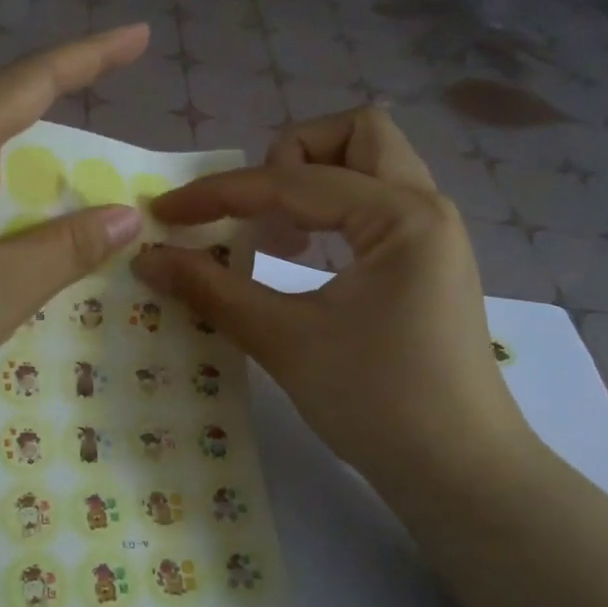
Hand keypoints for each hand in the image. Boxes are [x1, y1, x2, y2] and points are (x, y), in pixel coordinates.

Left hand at [0, 26, 148, 432]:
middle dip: (72, 121)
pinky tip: (44, 248)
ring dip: (49, 183)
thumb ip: (66, 248)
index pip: (30, 83)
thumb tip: (126, 216)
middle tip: (128, 140)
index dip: (89, 55)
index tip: (139, 35)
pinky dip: (23, 222)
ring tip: (102, 197)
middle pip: (12, 122)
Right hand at [132, 107, 536, 497]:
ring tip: (278, 236)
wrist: (458, 472)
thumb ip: (214, 290)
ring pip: (373, 168)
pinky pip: (378, 208)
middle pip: (358, 134)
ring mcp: (433, 237)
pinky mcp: (428, 266)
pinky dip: (336, 214)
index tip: (165, 213)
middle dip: (292, 156)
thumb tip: (149, 258)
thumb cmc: (377, 402)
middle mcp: (425, 208)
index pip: (292, 182)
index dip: (219, 193)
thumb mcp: (287, 341)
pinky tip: (307, 258)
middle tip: (257, 212)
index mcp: (400, 215)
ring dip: (317, 182)